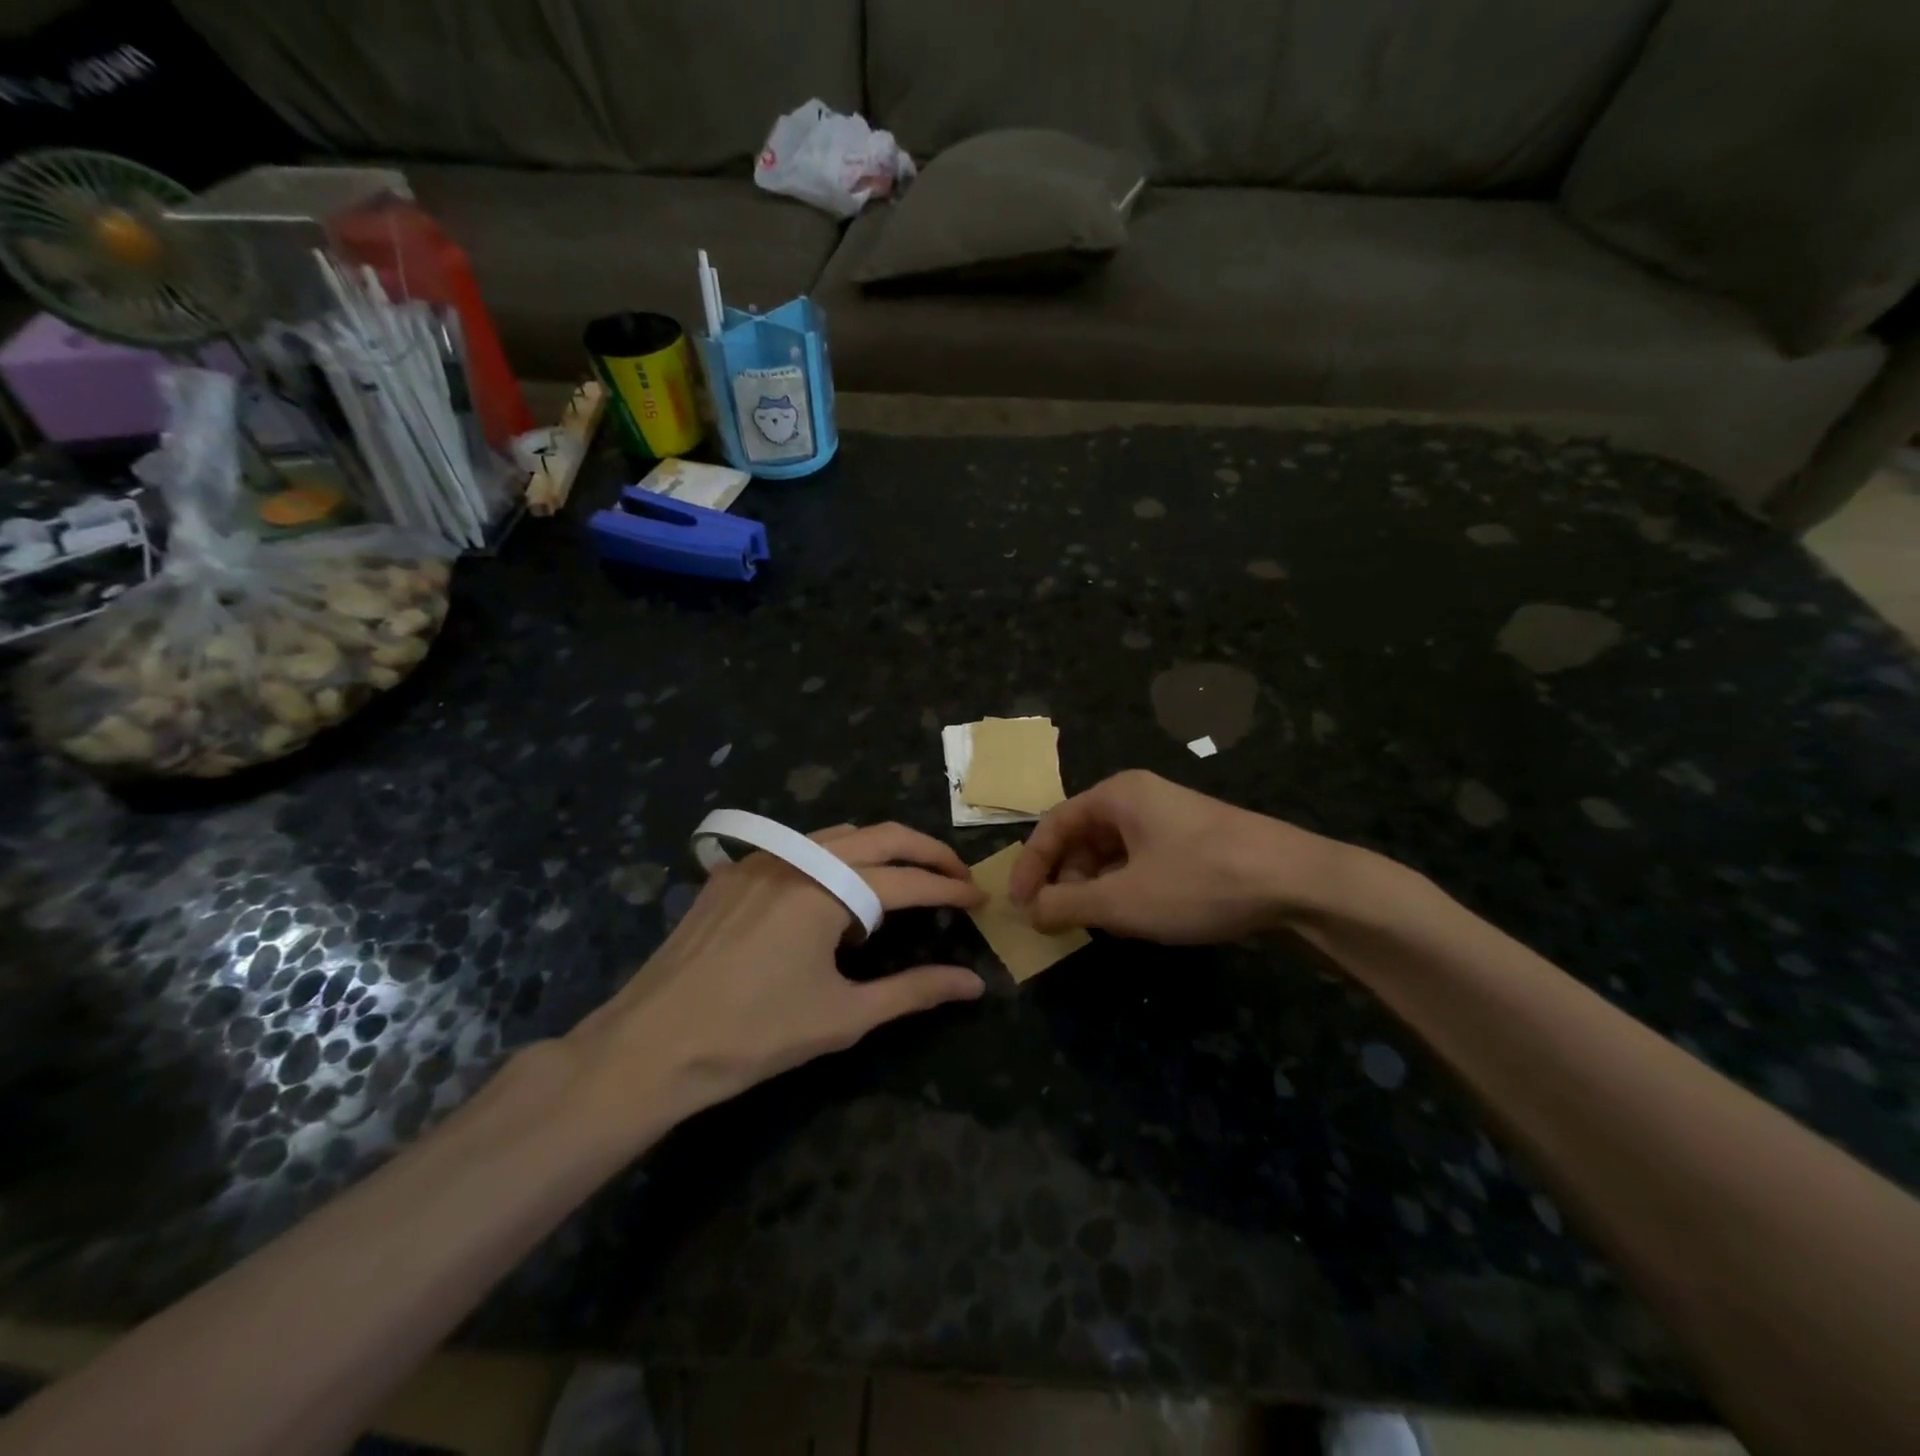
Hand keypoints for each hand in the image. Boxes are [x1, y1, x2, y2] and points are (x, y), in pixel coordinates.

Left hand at [565, 823, 985, 1135]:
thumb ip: (914, 992)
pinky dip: (830, 863)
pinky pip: (796, 851)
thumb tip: (974, 984)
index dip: (949, 887)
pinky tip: (828, 901)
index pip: (907, 880)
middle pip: (878, 836)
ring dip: (877, 852)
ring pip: (836, 836)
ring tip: (898, 888)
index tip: (981, 897)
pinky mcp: (730, 874)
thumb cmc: (755, 1036)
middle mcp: (796, 858)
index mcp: (826, 889)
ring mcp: (758, 861)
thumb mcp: (844, 1016)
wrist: (650, 1047)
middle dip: (924, 851)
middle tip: (956, 874)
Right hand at [1008, 770, 1348, 942]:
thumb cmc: (1199, 881)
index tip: (1020, 906)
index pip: (1054, 824)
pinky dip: (1128, 887)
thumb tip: (1031, 910)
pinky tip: (1139, 917)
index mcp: (1118, 795)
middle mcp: (1140, 797)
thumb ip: (1067, 904)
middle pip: (1083, 836)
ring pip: (1114, 851)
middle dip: (1066, 879)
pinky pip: (1143, 859)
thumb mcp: (1123, 900)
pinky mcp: (1195, 840)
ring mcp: (1172, 818)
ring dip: (1097, 886)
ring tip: (1101, 923)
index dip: (1030, 866)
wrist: (1298, 881)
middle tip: (1062, 919)